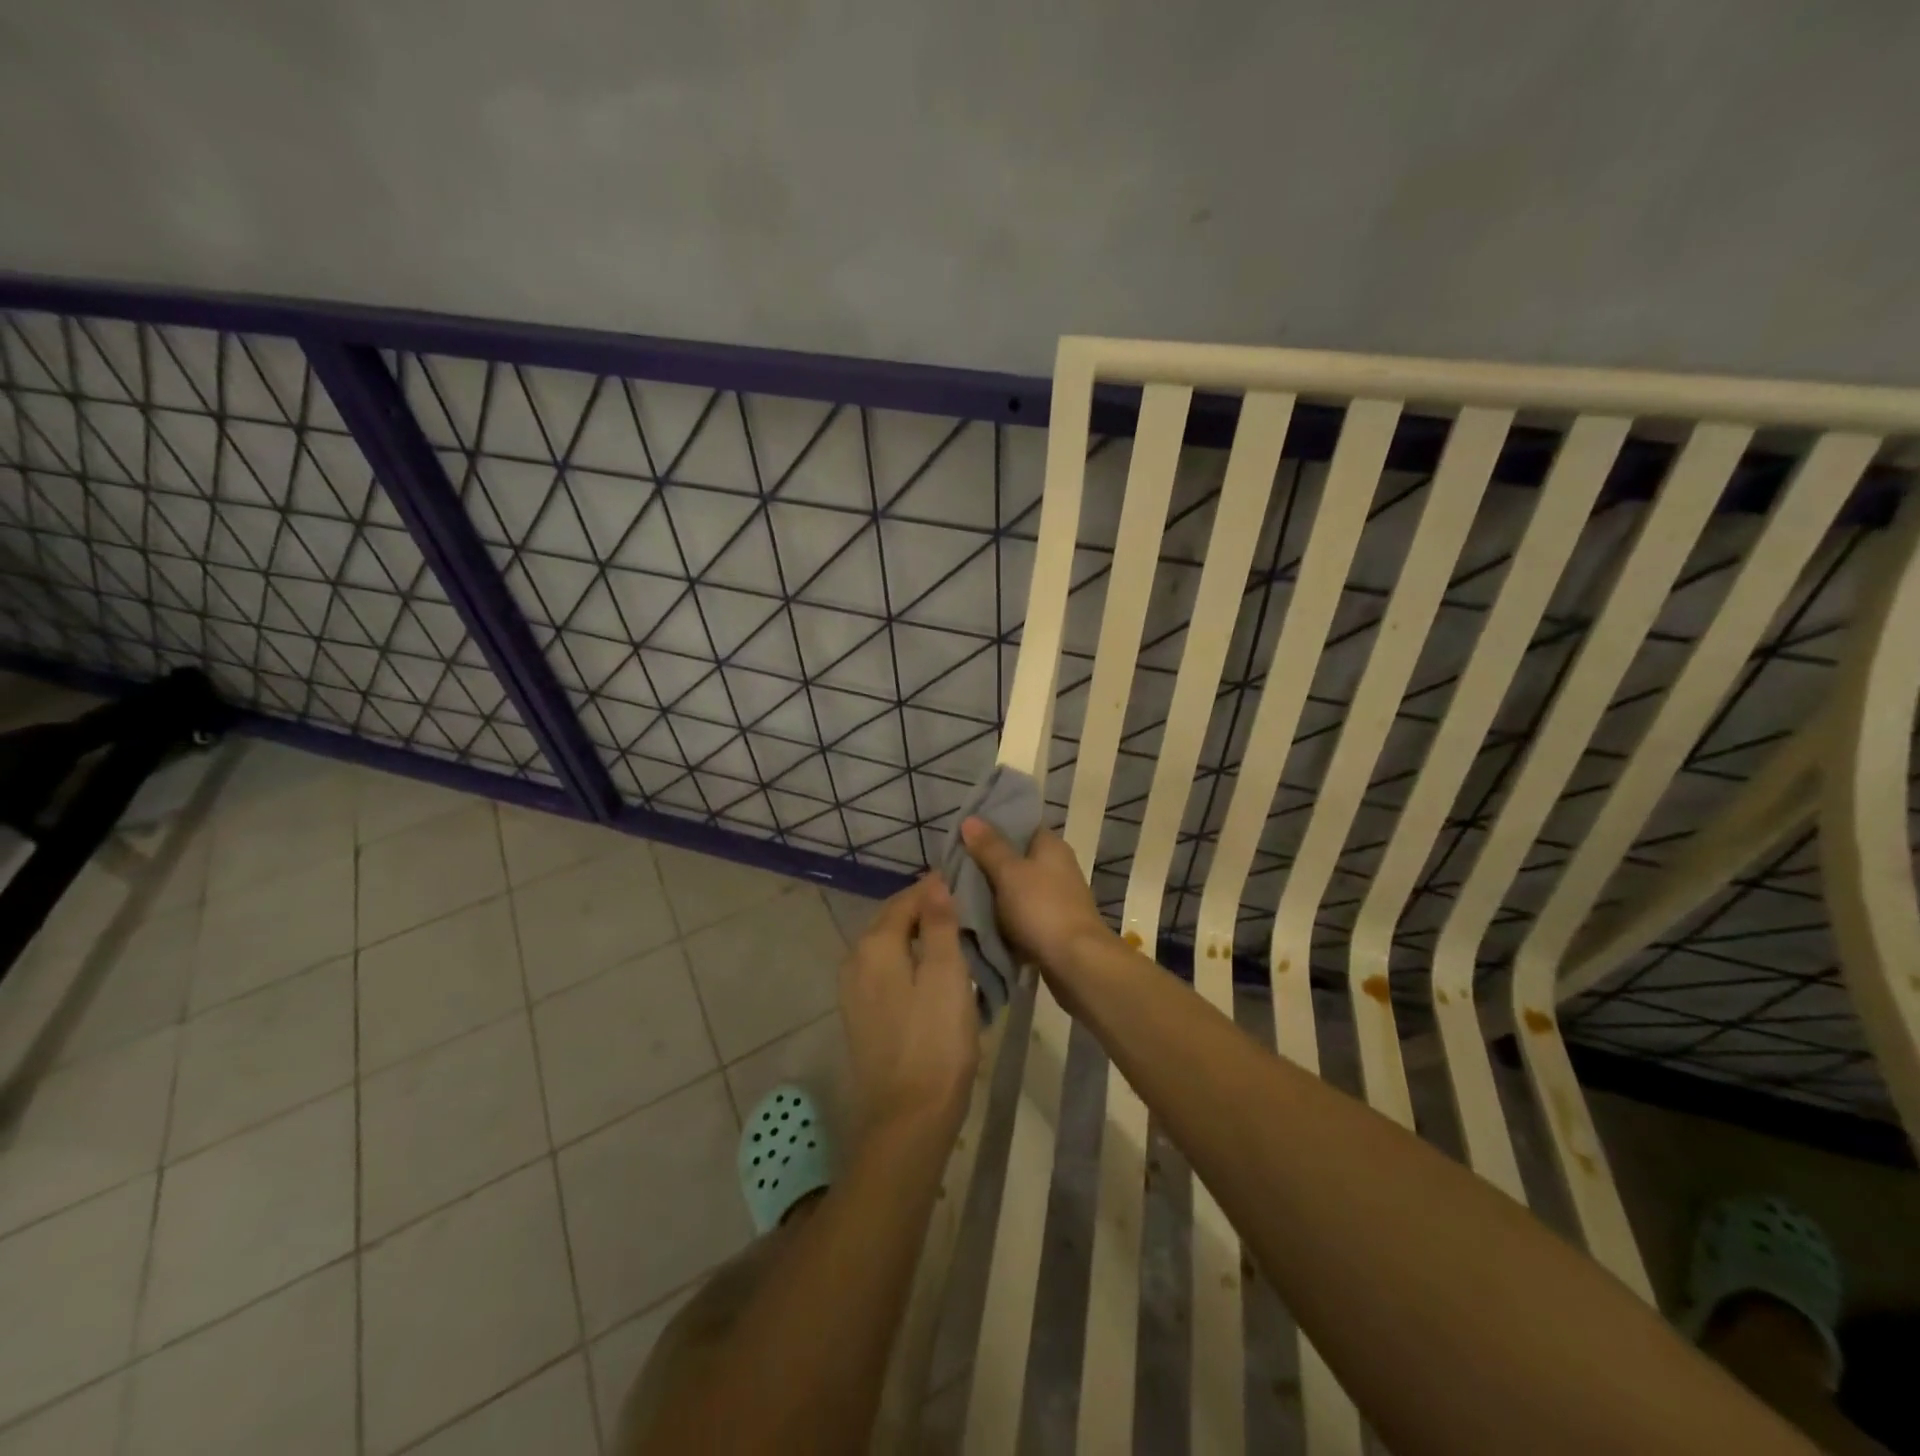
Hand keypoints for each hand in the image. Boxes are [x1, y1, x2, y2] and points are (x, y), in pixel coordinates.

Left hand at [839, 876, 980, 1143]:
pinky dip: (908, 961)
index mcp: (875, 944)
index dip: (936, 889)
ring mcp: (853, 990)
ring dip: (917, 936)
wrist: (907, 1119)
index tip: (968, 886)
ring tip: (954, 939)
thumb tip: (934, 881)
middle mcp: (855, 959)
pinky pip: (885, 971)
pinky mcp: (859, 1016)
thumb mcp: (947, 975)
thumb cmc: (935, 1042)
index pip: (907, 898)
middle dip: (925, 910)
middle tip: (965, 910)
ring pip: (888, 946)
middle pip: (892, 920)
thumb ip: (940, 923)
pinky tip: (931, 974)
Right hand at [959, 819, 1114, 976]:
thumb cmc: (1042, 909)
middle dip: (988, 863)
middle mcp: (1058, 866)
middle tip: (954, 867)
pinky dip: (1005, 916)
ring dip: (995, 892)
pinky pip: (1022, 912)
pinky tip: (982, 921)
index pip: (1019, 826)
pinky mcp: (1053, 924)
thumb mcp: (1009, 873)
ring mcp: (1057, 897)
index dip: (992, 828)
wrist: (1076, 963)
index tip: (963, 836)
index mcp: (1051, 846)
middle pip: (1017, 857)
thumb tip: (970, 818)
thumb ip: (989, 847)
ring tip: (960, 894)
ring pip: (1017, 887)